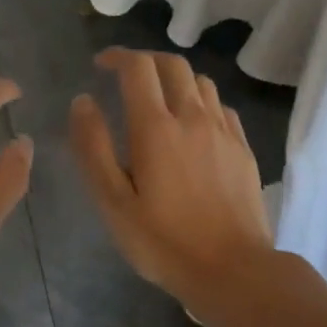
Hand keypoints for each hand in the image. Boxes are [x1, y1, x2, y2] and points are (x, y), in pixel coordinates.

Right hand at [71, 48, 273, 301]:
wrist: (232, 269)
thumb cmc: (162, 242)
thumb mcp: (112, 201)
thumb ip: (93, 148)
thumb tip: (83, 102)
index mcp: (156, 128)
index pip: (138, 68)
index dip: (117, 57)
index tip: (100, 65)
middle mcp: (193, 118)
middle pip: (173, 65)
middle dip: (146, 61)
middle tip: (125, 77)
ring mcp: (224, 132)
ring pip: (201, 82)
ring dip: (175, 79)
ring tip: (158, 99)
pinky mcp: (243, 149)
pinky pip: (221, 107)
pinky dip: (200, 102)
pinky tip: (192, 125)